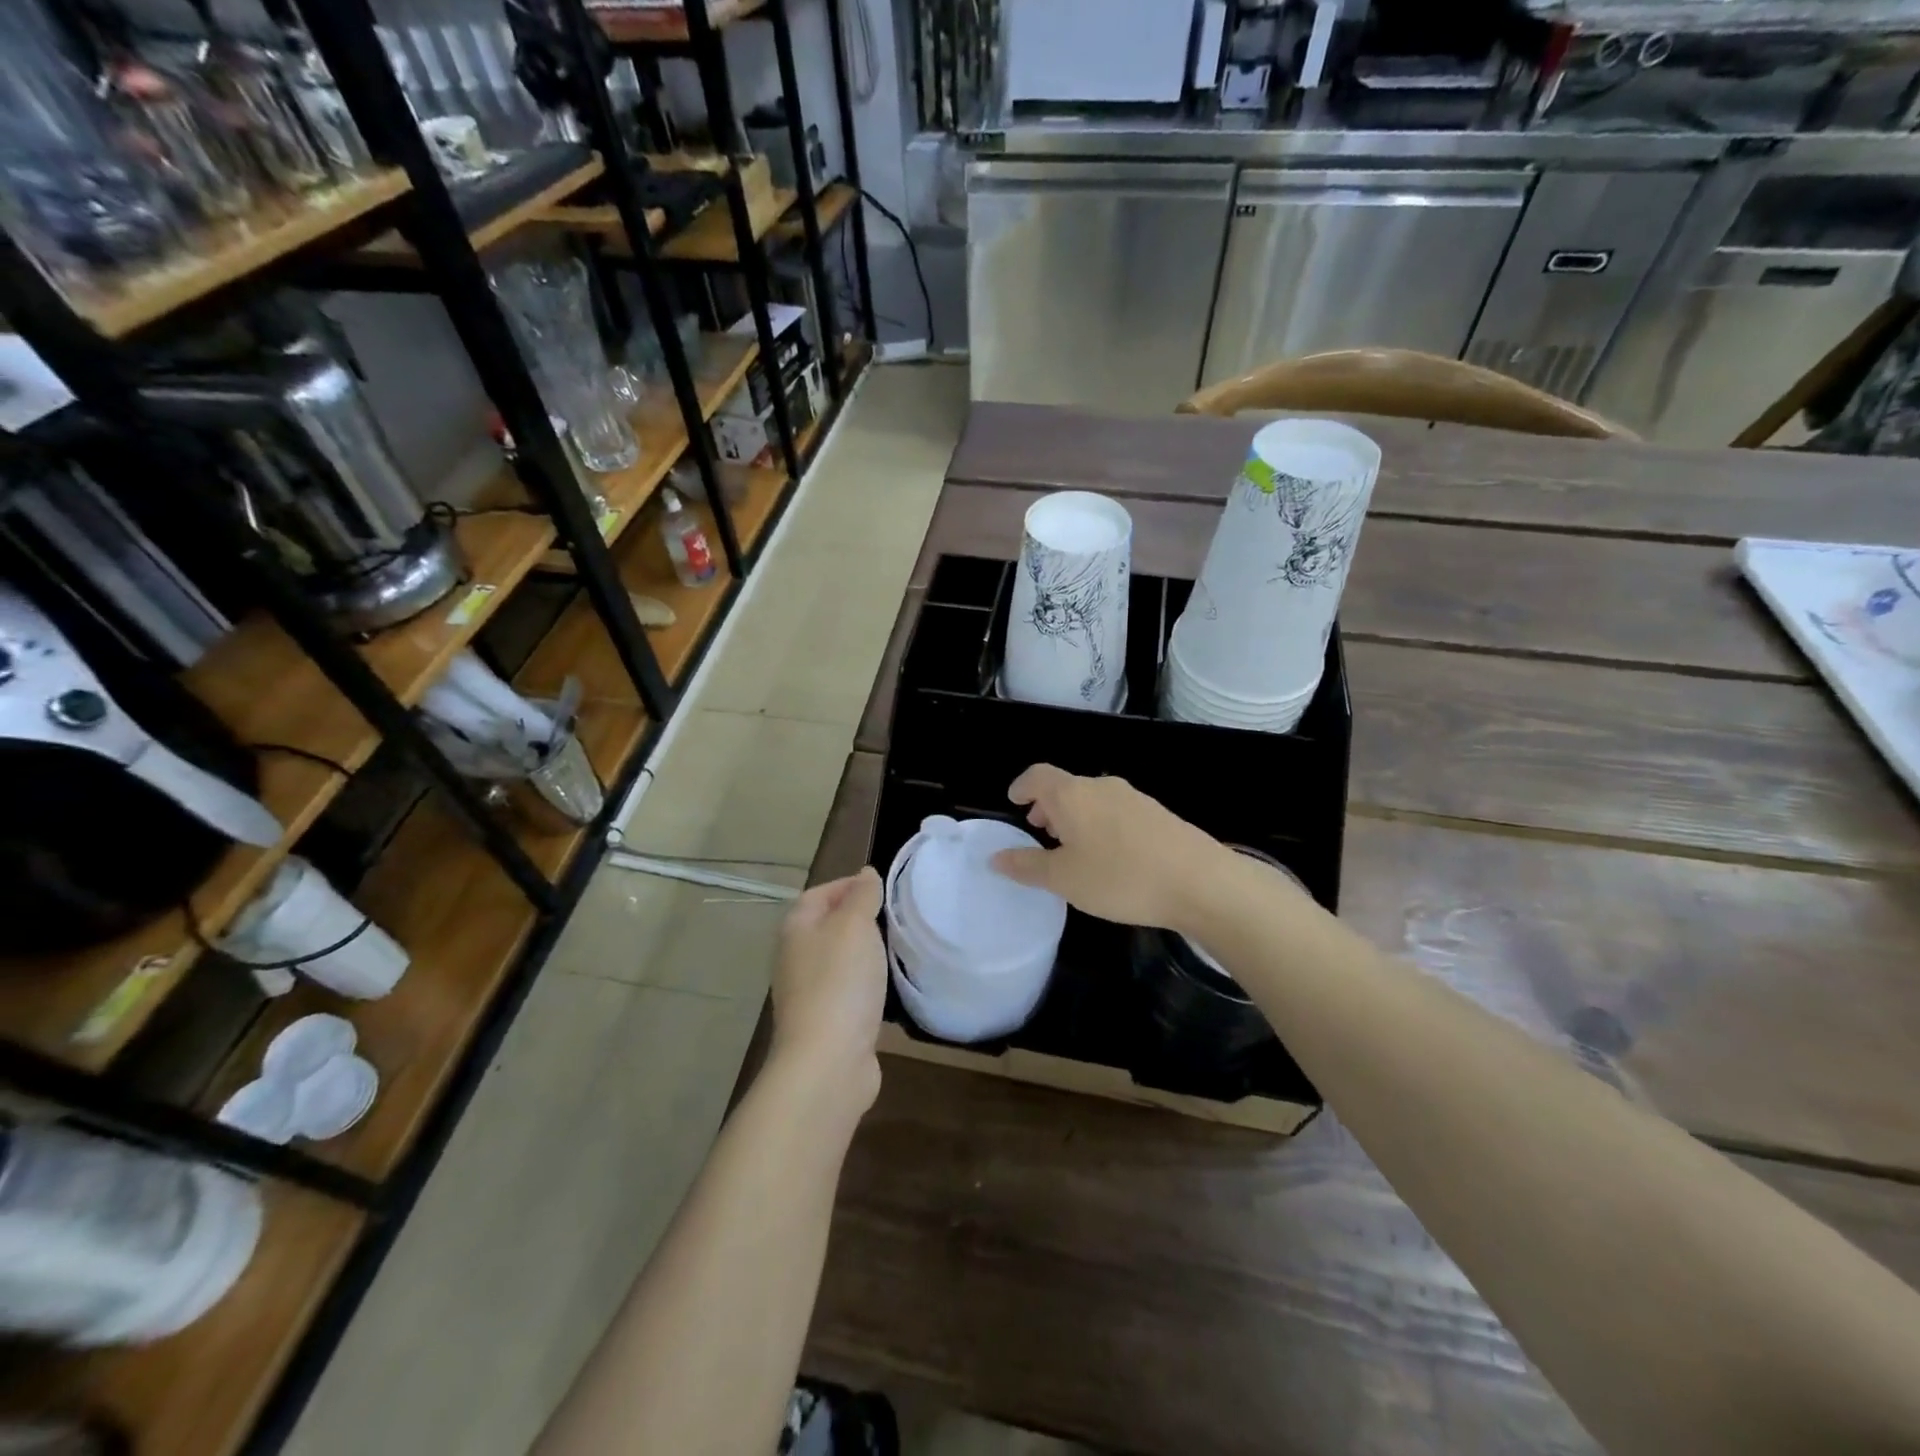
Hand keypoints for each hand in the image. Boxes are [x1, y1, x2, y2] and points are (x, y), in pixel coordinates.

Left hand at [770, 868, 886, 1112]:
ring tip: (896, 948)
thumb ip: (862, 896)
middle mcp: (796, 958)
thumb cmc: (840, 982)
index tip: (882, 887)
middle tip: (894, 916)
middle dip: (858, 919)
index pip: (818, 894)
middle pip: (827, 926)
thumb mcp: (855, 926)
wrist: (828, 1062)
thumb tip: (865, 874)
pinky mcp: (827, 1023)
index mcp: (796, 929)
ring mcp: (809, 993)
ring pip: (839, 961)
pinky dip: (868, 986)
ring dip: (865, 954)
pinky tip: (889, 989)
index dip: (847, 885)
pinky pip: (849, 992)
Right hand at [989, 765, 1225, 930]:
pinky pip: (1116, 811)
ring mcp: (1134, 798)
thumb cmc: (1120, 878)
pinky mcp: (1158, 813)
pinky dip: (1100, 824)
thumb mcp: (1064, 879)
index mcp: (1072, 795)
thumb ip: (1027, 866)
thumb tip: (996, 857)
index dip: (1022, 787)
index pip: (1037, 776)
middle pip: (1066, 786)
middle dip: (1048, 806)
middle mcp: (1101, 786)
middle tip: (1040, 831)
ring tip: (1073, 848)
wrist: (1200, 882)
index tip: (1014, 803)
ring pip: (1092, 799)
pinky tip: (1110, 857)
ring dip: (1075, 817)